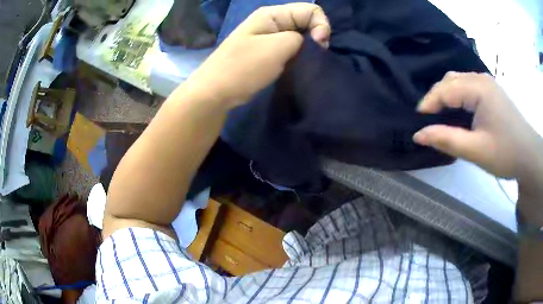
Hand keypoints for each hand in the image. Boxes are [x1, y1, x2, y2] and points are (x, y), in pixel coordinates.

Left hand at [182, 3, 330, 107]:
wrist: (215, 91)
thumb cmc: (244, 67)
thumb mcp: (278, 47)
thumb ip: (301, 38)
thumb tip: (310, 42)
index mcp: (272, 14)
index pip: (310, 10)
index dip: (321, 25)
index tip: (320, 46)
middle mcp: (272, 21)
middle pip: (306, 22)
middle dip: (315, 38)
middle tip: (312, 57)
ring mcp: (268, 37)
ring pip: (299, 37)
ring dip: (306, 49)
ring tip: (302, 63)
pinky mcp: (267, 52)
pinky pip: (290, 49)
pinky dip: (297, 56)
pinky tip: (294, 66)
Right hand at [413, 72, 542, 179]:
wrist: (529, 156)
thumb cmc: (506, 153)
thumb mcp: (476, 150)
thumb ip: (447, 140)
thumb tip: (418, 135)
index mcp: (479, 88)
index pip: (446, 89)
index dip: (429, 103)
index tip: (417, 121)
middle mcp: (482, 79)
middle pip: (451, 80)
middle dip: (436, 98)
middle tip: (428, 120)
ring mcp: (488, 84)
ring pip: (459, 82)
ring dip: (446, 96)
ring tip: (441, 115)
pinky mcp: (491, 92)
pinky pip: (468, 87)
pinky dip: (458, 96)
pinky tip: (458, 110)